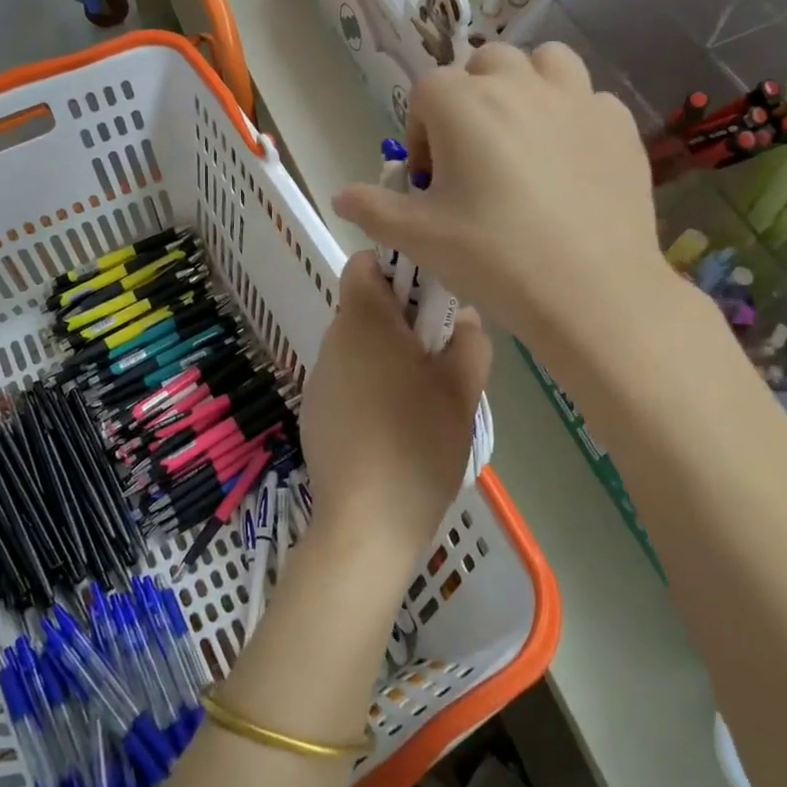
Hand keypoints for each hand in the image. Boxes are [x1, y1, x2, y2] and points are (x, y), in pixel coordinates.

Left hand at [298, 253, 491, 582]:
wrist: (366, 522)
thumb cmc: (419, 443)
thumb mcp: (462, 391)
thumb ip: (471, 342)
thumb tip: (465, 318)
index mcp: (363, 321)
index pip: (365, 263)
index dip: (397, 270)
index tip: (431, 301)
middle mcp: (333, 340)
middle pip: (364, 306)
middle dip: (402, 320)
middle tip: (441, 354)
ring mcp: (319, 378)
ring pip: (358, 346)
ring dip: (389, 355)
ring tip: (424, 397)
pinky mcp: (315, 412)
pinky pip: (347, 380)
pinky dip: (371, 387)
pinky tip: (395, 428)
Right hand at [331, 42, 676, 371]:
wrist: (592, 292)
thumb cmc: (494, 258)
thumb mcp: (419, 238)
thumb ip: (373, 209)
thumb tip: (340, 196)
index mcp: (463, 103)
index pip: (425, 92)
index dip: (422, 133)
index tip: (431, 181)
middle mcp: (519, 83)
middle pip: (483, 65)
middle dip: (470, 100)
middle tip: (473, 157)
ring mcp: (576, 98)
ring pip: (544, 63)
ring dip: (526, 86)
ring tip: (523, 137)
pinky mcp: (618, 123)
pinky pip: (588, 100)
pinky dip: (572, 117)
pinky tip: (570, 164)